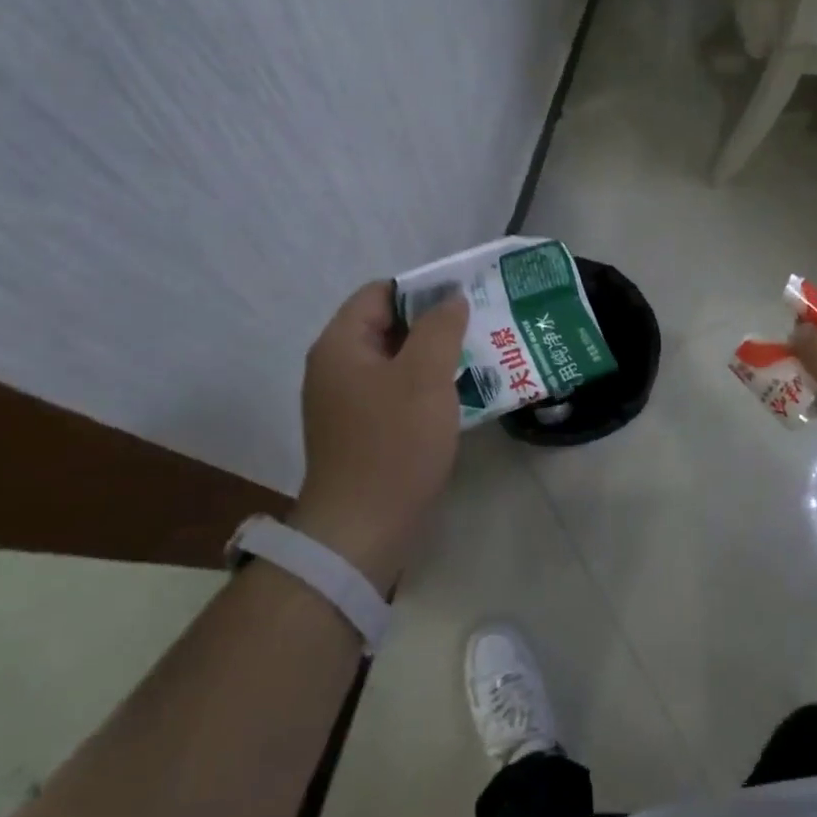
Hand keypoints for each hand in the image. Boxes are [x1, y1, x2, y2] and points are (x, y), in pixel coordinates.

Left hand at [288, 281, 469, 593]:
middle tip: (480, 328)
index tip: (464, 299)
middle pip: (388, 327)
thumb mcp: (424, 377)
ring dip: (434, 359)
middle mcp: (336, 368)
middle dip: (434, 325)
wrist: (364, 527)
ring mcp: (346, 404)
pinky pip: (396, 394)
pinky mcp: (362, 432)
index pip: (379, 293)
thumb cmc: (394, 443)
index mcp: (341, 346)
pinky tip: (459, 397)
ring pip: (396, 363)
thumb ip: (440, 329)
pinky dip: (425, 389)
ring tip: (479, 359)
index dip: (422, 289)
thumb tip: (451, 300)